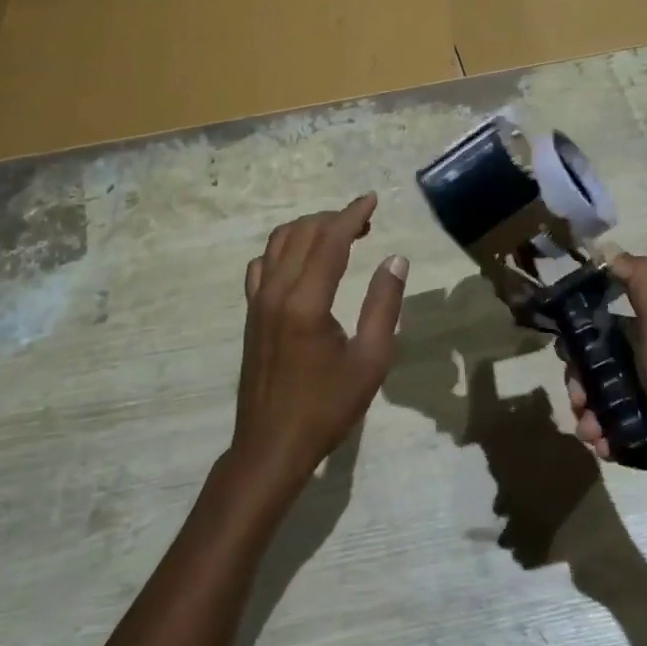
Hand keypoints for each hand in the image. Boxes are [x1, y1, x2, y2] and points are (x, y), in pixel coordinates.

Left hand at [230, 194, 408, 493]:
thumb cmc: (327, 408)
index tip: (373, 199)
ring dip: (308, 229)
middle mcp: (277, 292)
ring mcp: (257, 302)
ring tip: (338, 234)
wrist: (271, 446)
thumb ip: (384, 306)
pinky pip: (262, 265)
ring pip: (277, 244)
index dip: (353, 215)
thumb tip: (395, 259)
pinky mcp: (251, 314)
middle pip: (302, 234)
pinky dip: (283, 249)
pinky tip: (300, 260)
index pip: (330, 241)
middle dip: (334, 218)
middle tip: (365, 221)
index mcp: (307, 302)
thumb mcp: (370, 361)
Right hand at [563, 253, 646, 507]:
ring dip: (584, 416)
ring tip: (591, 430)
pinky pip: (605, 434)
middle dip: (577, 385)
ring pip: (593, 404)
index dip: (576, 341)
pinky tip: (602, 446)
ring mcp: (640, 404)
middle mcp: (639, 367)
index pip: (594, 332)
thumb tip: (609, 251)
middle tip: (579, 400)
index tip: (568, 355)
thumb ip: (641, 282)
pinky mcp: (639, 437)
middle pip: (589, 370)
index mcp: (642, 336)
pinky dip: (598, 438)